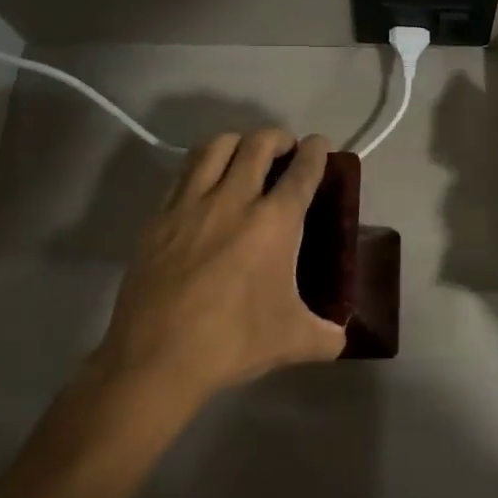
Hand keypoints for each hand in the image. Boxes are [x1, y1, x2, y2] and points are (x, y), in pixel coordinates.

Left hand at [88, 129, 345, 416]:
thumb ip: (327, 336)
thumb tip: (341, 337)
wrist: (156, 359)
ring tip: (244, 157)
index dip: (316, 150)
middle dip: (278, 137)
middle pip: (259, 143)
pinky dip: (202, 166)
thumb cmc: (232, 343)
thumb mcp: (293, 341)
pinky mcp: (158, 216)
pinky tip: (205, 185)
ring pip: (216, 146)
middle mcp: (234, 199)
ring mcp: (190, 203)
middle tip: (285, 151)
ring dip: (238, 142)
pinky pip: (183, 172)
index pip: (302, 169)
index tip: (319, 146)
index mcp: (274, 222)